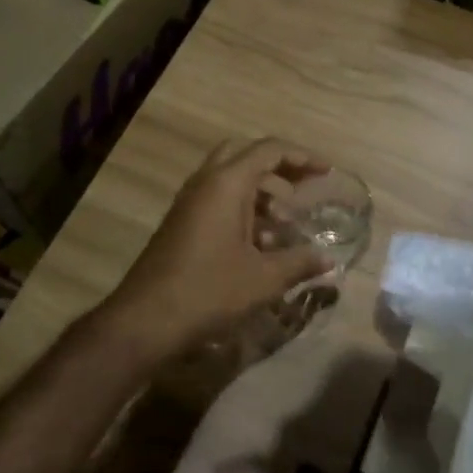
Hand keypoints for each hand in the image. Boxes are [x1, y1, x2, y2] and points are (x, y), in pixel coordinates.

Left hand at [98, 138, 333, 365]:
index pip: (269, 150)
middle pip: (247, 156)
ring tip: (285, 224)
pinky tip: (260, 245)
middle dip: (278, 168)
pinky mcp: (182, 223)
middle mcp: (205, 183)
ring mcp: (189, 202)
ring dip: (261, 192)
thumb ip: (300, 263)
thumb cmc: (208, 291)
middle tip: (302, 190)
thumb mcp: (263, 279)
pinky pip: (218, 200)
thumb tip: (328, 259)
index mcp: (226, 183)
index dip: (302, 157)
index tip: (326, 173)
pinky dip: (243, 209)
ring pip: (231, 179)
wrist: (144, 321)